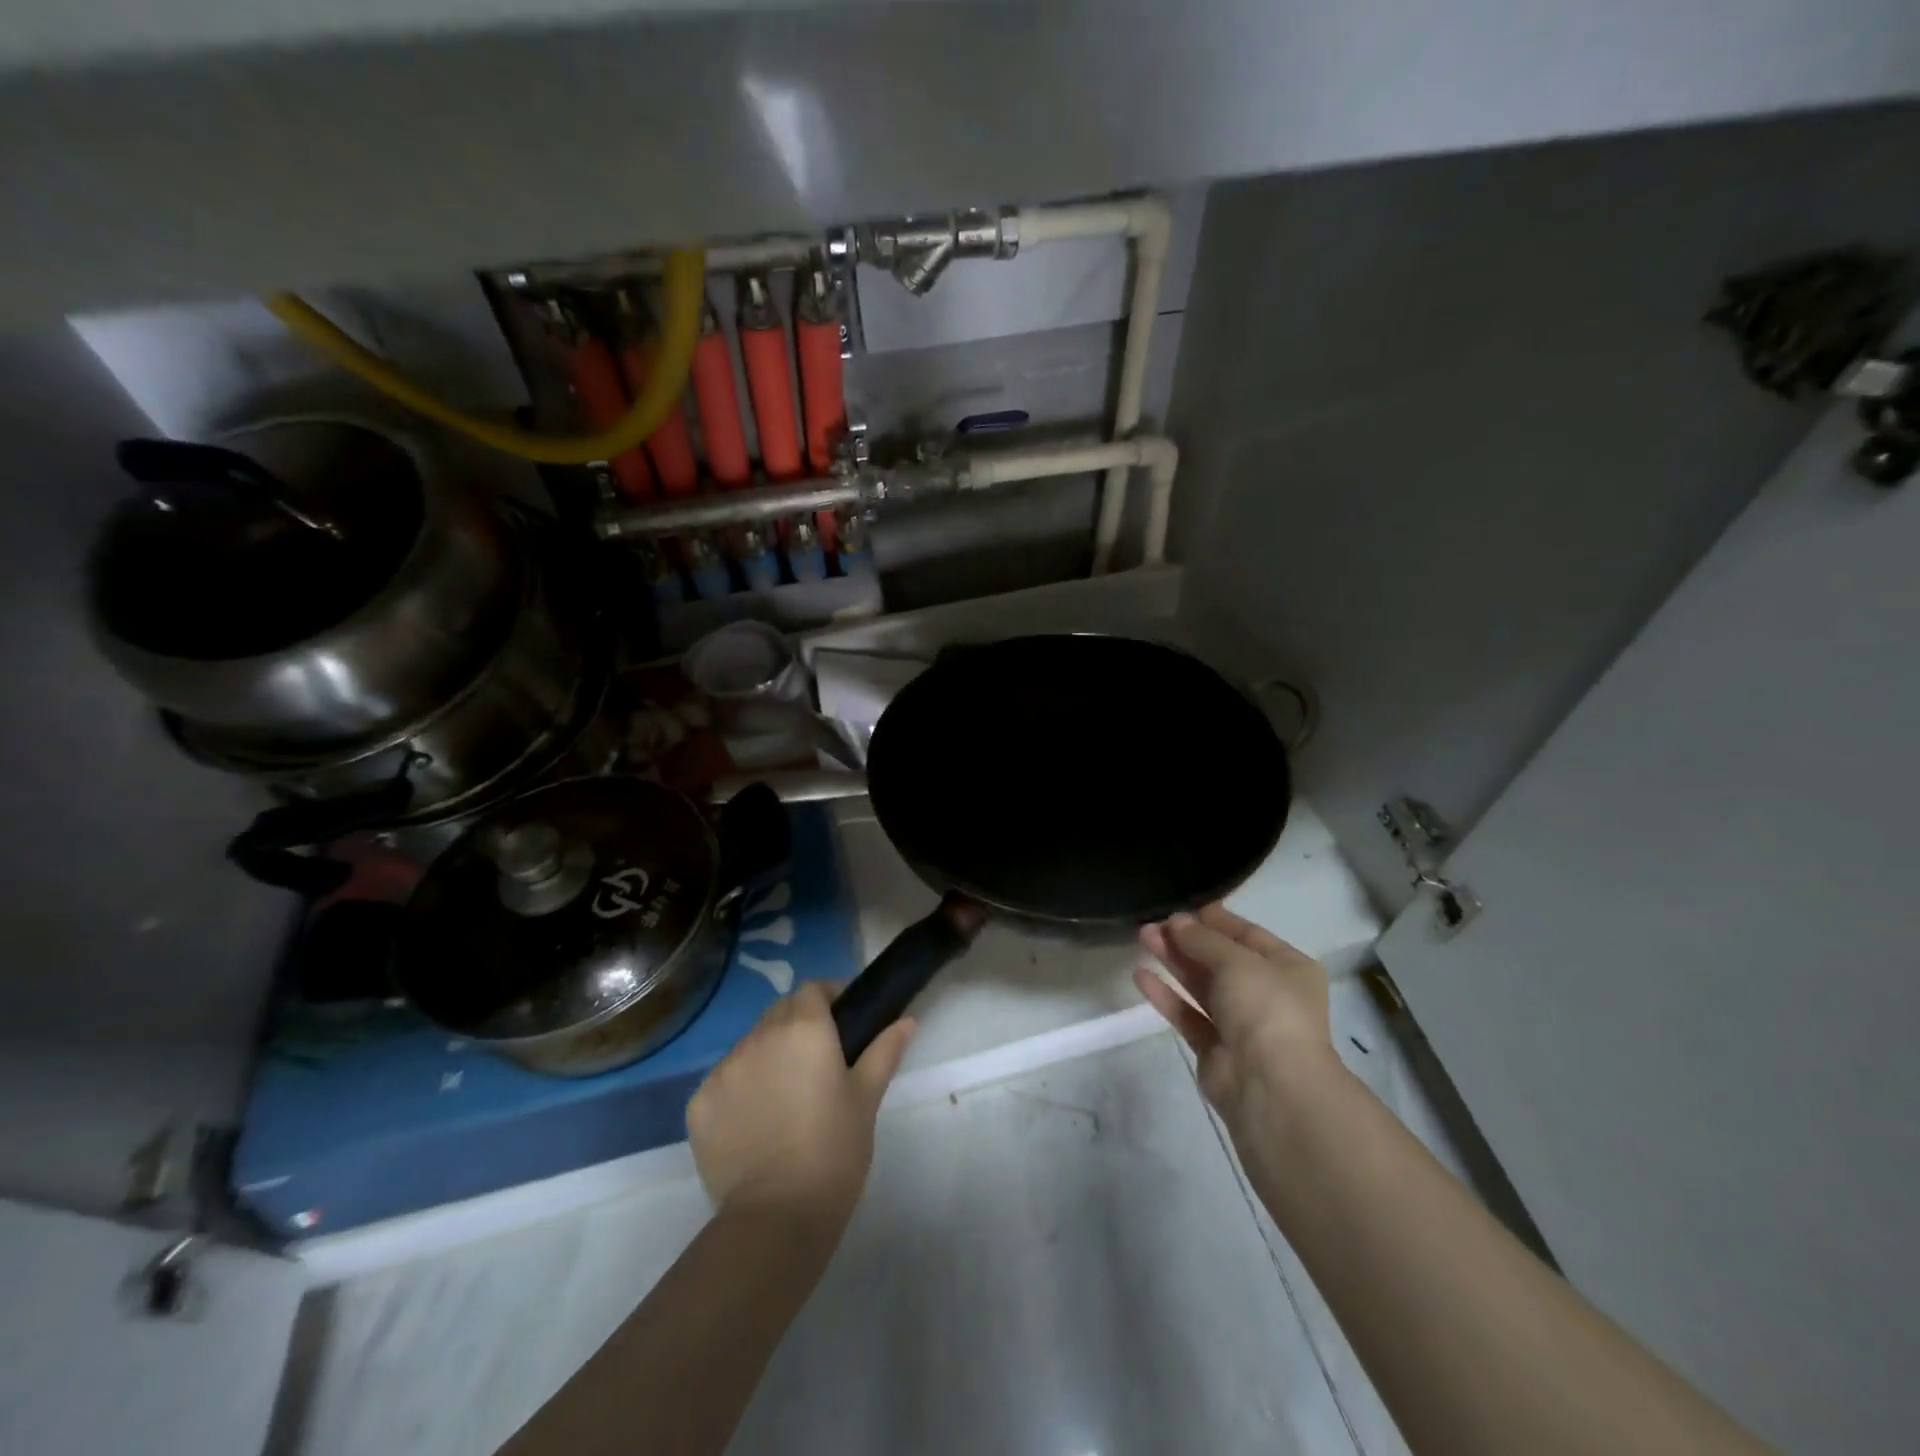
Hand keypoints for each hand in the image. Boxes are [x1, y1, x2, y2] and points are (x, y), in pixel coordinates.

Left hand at [687, 981, 914, 1234]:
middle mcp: (758, 1037)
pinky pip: (725, 1081)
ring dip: (769, 1055)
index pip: (813, 989)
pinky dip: (741, 1089)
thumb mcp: (866, 1097)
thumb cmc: (834, 1149)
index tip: (843, 1020)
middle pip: (779, 1012)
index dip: (829, 996)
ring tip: (786, 1095)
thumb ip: (884, 1050)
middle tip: (819, 1060)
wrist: (777, 1216)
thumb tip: (906, 1020)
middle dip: (799, 1023)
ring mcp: (723, 1069)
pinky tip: (756, 1121)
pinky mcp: (698, 1104)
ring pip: (750, 1045)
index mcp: (803, 1028)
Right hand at [1134, 903, 1343, 1136]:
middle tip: (1152, 923)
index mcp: (1288, 968)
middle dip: (1186, 939)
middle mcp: (1267, 993)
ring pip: (1201, 984)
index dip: (1214, 920)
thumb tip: (1176, 921)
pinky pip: (1188, 1014)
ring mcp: (1241, 1023)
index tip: (1180, 907)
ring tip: (1142, 937)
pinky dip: (1166, 995)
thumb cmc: (1266, 1009)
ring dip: (1173, 961)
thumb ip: (1202, 939)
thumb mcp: (1236, 960)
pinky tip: (1140, 975)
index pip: (1247, 934)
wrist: (1271, 1086)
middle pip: (1220, 959)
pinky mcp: (1215, 1048)